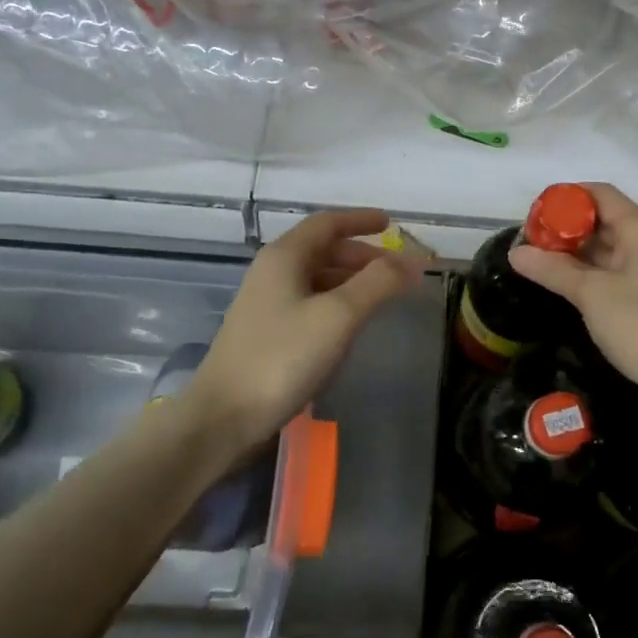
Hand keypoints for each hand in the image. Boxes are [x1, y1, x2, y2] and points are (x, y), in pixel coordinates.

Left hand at [188, 209, 423, 452]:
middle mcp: (272, 272)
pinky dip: (336, 302)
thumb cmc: (282, 357)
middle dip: (360, 254)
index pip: (327, 223)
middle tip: (395, 270)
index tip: (390, 224)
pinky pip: (309, 302)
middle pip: (322, 249)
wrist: (224, 417)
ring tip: (381, 295)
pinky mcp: (266, 333)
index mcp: (284, 256)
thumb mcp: (338, 315)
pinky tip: (350, 324)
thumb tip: (414, 260)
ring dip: (350, 279)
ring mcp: (266, 303)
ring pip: (316, 277)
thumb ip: (378, 282)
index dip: (360, 220)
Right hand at [509, 183, 637, 418]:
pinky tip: (567, 285)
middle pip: (604, 220)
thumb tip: (515, 253)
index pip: (600, 194)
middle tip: (531, 244)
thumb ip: (552, 269)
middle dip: (566, 229)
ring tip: (540, 263)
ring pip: (610, 248)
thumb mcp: (591, 294)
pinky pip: (618, 270)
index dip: (566, 199)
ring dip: (577, 253)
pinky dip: (592, 272)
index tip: (534, 216)